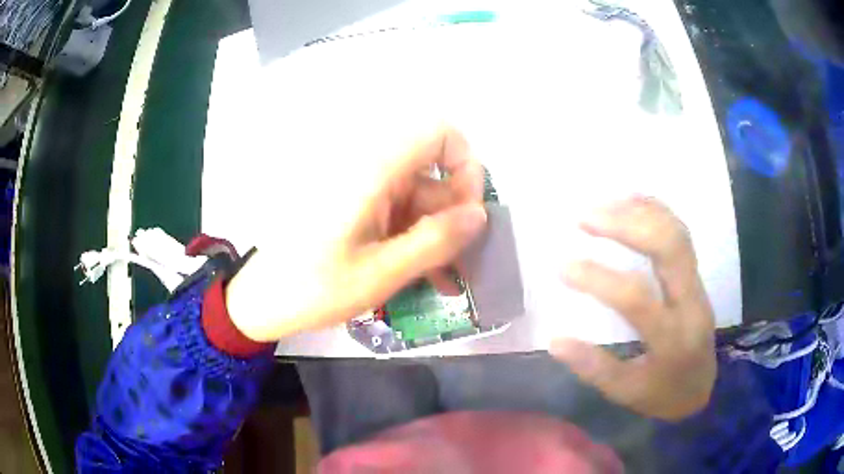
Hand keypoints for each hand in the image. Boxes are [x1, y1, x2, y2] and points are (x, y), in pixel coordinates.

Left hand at [225, 125, 486, 340]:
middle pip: (433, 172)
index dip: (465, 164)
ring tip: (447, 280)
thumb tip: (479, 216)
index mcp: (372, 170)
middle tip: (461, 261)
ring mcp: (363, 187)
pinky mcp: (358, 205)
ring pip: (420, 197)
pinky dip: (416, 238)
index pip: (438, 133)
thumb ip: (435, 242)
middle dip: (455, 215)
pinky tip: (426, 275)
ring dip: (438, 235)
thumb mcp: (380, 273)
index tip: (468, 212)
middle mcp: (370, 167)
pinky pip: (400, 212)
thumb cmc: (313, 288)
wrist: (262, 299)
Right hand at [550, 197, 715, 420]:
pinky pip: (680, 231)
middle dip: (627, 224)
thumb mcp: (626, 392)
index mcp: (672, 337)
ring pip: (677, 231)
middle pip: (669, 247)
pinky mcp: (696, 274)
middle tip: (585, 217)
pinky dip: (655, 210)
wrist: (701, 387)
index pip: (638, 299)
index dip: (600, 279)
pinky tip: (629, 203)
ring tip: (601, 205)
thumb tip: (556, 340)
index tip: (563, 266)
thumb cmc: (662, 393)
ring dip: (639, 211)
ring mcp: (697, 283)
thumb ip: (593, 367)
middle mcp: (690, 301)